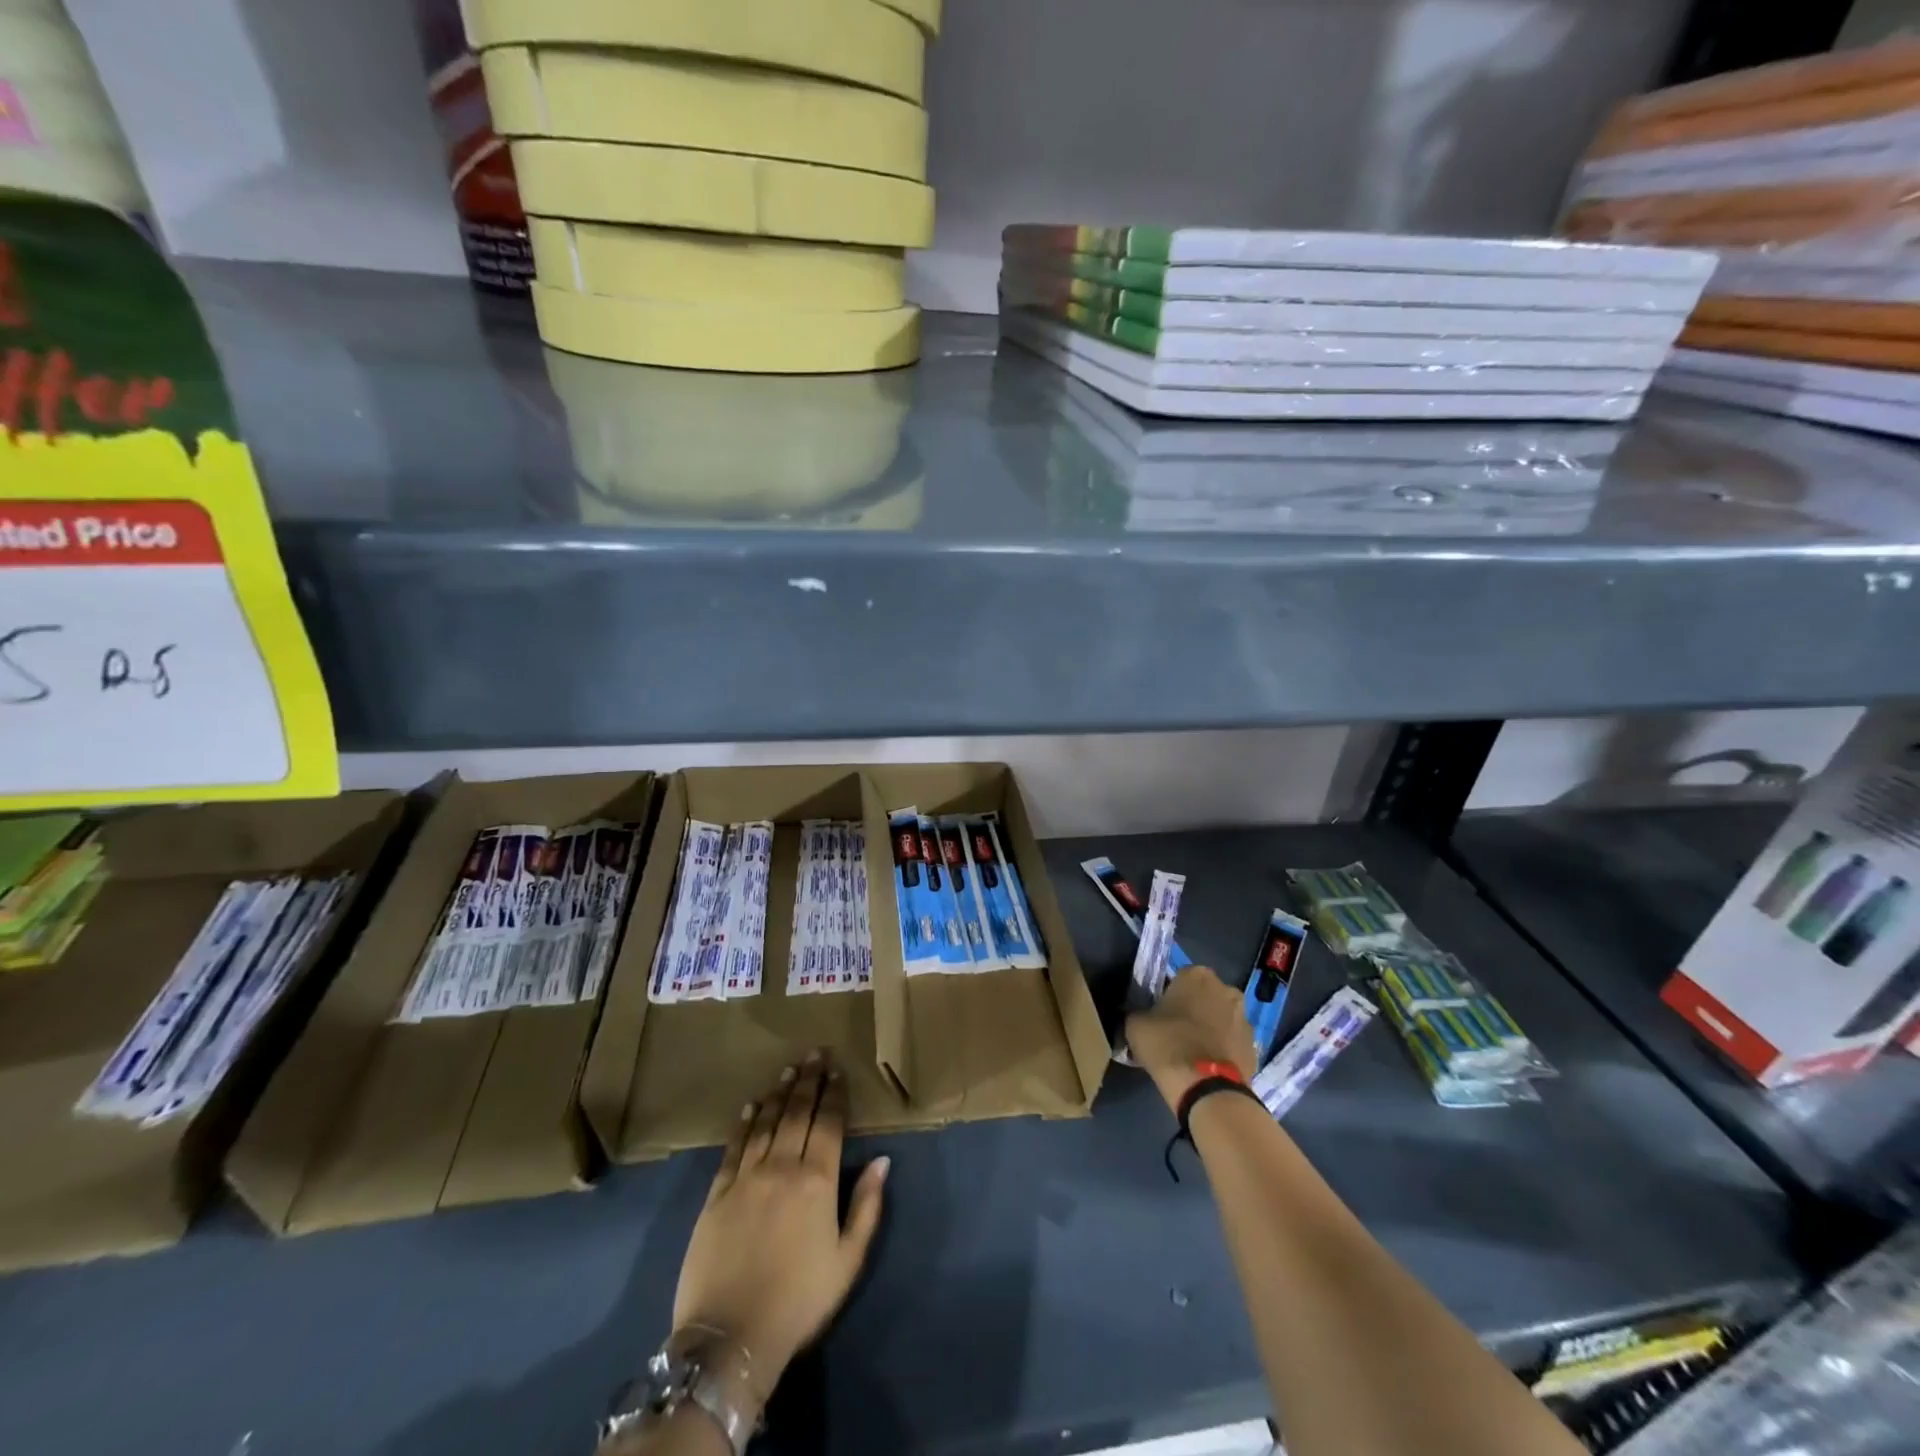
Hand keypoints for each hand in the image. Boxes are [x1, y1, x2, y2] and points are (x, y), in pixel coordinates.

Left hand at [671, 1050, 888, 1405]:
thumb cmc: (799, 1301)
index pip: (829, 1123)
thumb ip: (867, 1206)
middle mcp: (782, 1166)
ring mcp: (746, 1176)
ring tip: (788, 1069)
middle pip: (797, 1112)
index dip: (834, 1094)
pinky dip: (744, 1123)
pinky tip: (751, 1106)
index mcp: (817, 1180)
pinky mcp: (716, 1193)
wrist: (730, 1337)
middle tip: (814, 1054)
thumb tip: (883, 1160)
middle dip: (808, 1080)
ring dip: (778, 1093)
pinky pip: (734, 1147)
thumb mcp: (848, 1260)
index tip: (837, 1070)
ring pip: (766, 1122)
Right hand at [1125, 965, 1255, 1111]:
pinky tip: (1207, 1066)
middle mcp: (1226, 989)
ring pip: (1221, 1019)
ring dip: (1211, 1029)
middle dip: (1195, 1009)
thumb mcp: (1136, 1024)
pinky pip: (1232, 1042)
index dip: (1169, 996)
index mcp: (1197, 975)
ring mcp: (1244, 1019)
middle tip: (1176, 1031)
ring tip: (1193, 1052)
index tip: (1160, 1014)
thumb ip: (1139, 1013)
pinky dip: (1222, 1050)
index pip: (1179, 978)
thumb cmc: (1167, 1043)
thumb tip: (1142, 1018)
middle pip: (1205, 996)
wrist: (1205, 1087)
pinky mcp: (1254, 1047)